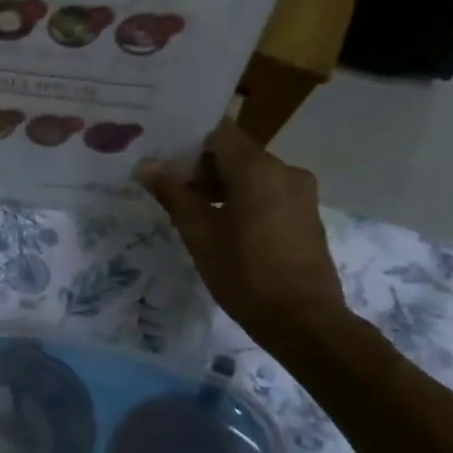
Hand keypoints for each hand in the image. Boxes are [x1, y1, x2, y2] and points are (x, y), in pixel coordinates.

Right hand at [138, 123, 346, 348]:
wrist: (302, 320)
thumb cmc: (244, 274)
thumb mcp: (199, 235)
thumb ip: (173, 195)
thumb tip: (145, 166)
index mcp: (258, 169)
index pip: (218, 133)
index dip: (188, 143)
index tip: (164, 161)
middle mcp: (284, 170)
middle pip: (235, 152)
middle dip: (202, 168)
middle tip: (172, 193)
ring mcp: (301, 192)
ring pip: (253, 173)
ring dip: (223, 185)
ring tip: (194, 214)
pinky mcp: (306, 213)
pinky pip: (269, 191)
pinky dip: (244, 199)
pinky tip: (225, 227)